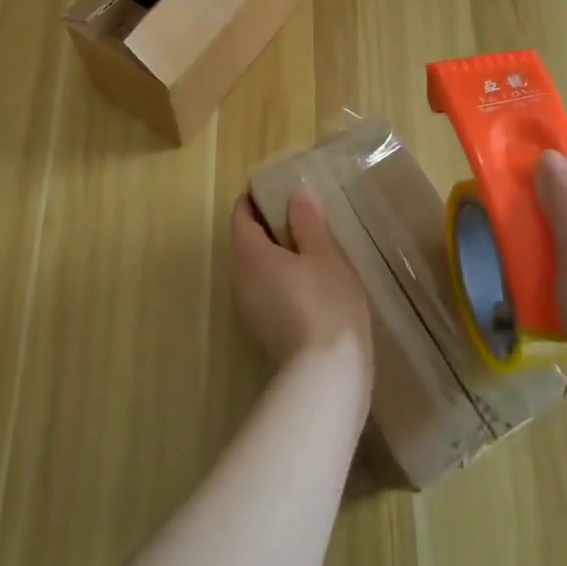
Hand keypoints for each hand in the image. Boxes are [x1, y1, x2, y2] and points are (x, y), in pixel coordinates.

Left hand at [230, 190, 373, 399]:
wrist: (326, 374)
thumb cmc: (326, 303)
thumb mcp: (324, 255)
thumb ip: (308, 223)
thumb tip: (295, 194)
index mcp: (250, 255)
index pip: (240, 217)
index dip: (254, 200)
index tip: (275, 190)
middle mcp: (240, 279)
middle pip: (244, 243)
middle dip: (265, 226)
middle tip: (297, 215)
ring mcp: (249, 308)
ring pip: (254, 269)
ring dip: (273, 254)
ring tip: (307, 246)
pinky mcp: (264, 329)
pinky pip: (264, 290)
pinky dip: (279, 277)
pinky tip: (308, 281)